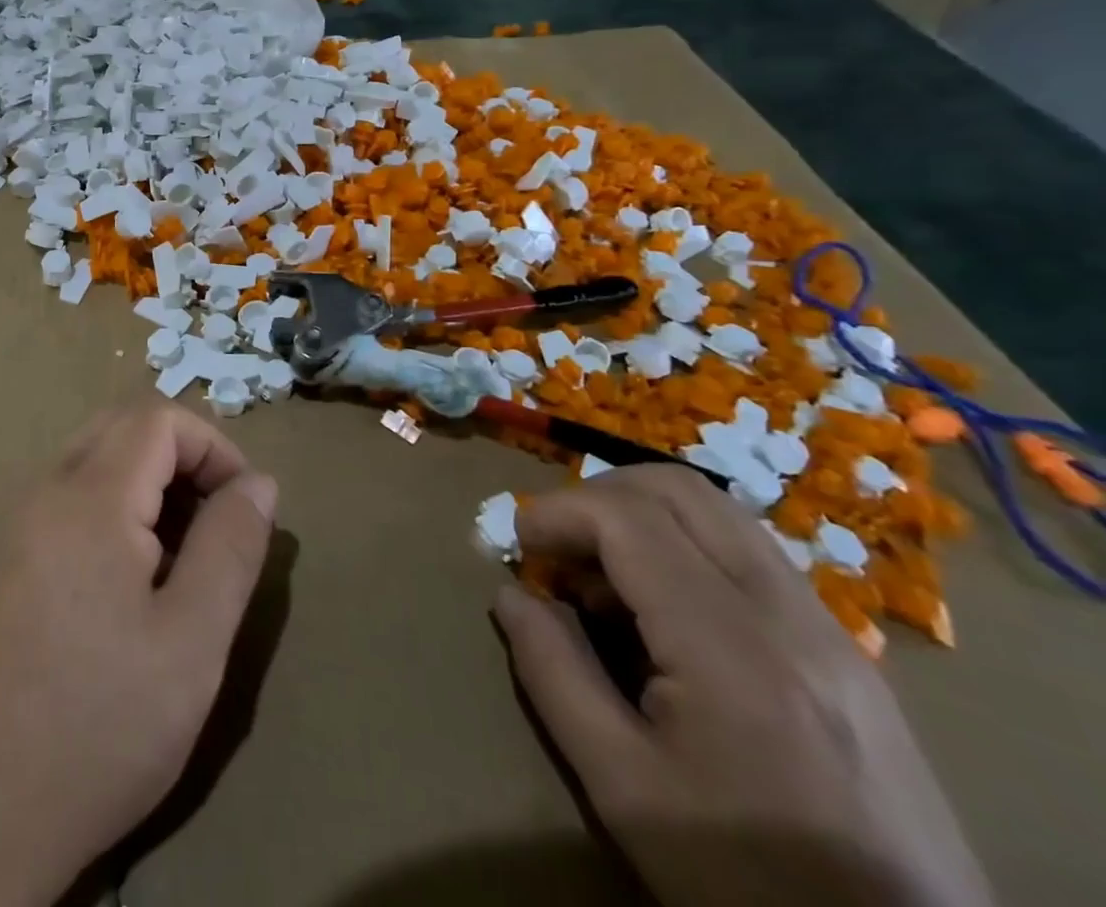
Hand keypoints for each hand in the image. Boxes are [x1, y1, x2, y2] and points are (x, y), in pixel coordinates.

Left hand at [0, 401, 276, 906]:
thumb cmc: (103, 723)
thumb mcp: (194, 640)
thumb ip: (231, 547)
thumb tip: (259, 482)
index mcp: (88, 499)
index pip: (157, 419)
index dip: (212, 446)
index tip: (243, 505)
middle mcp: (45, 492)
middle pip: (122, 426)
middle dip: (181, 454)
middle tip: (215, 520)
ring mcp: (18, 523)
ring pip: (94, 456)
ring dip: (148, 478)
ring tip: (181, 551)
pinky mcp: (8, 557)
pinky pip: (70, 494)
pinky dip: (114, 503)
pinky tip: (131, 574)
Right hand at [496, 466, 991, 906]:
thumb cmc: (749, 878)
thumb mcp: (623, 787)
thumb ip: (553, 674)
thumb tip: (511, 596)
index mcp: (732, 648)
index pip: (629, 518)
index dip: (558, 511)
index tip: (520, 545)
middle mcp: (789, 615)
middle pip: (679, 489)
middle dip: (598, 496)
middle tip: (559, 547)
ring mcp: (830, 627)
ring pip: (719, 510)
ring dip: (642, 515)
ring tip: (604, 574)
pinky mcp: (847, 649)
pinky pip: (750, 550)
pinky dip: (686, 543)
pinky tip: (664, 606)